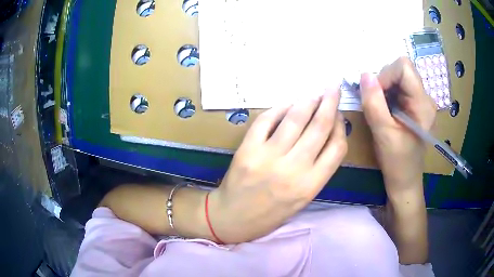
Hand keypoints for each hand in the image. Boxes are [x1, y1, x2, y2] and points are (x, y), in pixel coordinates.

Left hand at [208, 88, 346, 242]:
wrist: (232, 218)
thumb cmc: (270, 214)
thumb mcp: (302, 200)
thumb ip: (317, 171)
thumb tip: (326, 136)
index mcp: (310, 186)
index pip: (337, 148)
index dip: (341, 127)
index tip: (340, 115)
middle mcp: (293, 169)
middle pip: (319, 127)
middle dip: (329, 103)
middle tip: (333, 88)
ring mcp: (268, 157)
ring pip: (295, 119)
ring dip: (308, 100)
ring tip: (314, 92)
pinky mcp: (247, 149)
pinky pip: (266, 120)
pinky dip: (279, 108)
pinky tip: (287, 103)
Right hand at [360, 57, 435, 195]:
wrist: (405, 180)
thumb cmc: (397, 162)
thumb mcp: (383, 133)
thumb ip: (374, 102)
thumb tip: (364, 74)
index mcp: (423, 104)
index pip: (403, 67)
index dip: (385, 74)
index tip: (374, 94)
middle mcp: (425, 97)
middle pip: (401, 69)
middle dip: (384, 81)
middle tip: (376, 103)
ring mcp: (420, 100)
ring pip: (398, 77)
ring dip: (384, 87)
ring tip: (381, 108)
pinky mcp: (414, 105)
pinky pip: (398, 87)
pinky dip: (387, 93)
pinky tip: (385, 109)